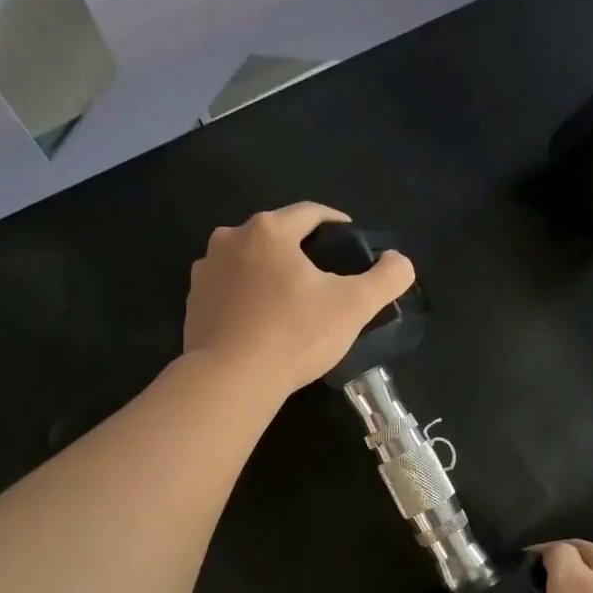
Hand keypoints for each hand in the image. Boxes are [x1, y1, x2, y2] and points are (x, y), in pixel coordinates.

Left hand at [184, 202, 416, 399]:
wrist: (230, 380)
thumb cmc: (295, 334)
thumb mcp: (354, 306)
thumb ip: (386, 278)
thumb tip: (400, 261)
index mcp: (269, 230)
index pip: (310, 213)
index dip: (336, 222)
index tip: (350, 239)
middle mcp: (230, 238)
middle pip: (276, 234)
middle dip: (300, 249)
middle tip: (324, 276)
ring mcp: (205, 270)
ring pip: (249, 261)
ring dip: (271, 271)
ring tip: (292, 300)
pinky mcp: (192, 302)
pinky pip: (229, 288)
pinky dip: (247, 296)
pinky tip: (262, 321)